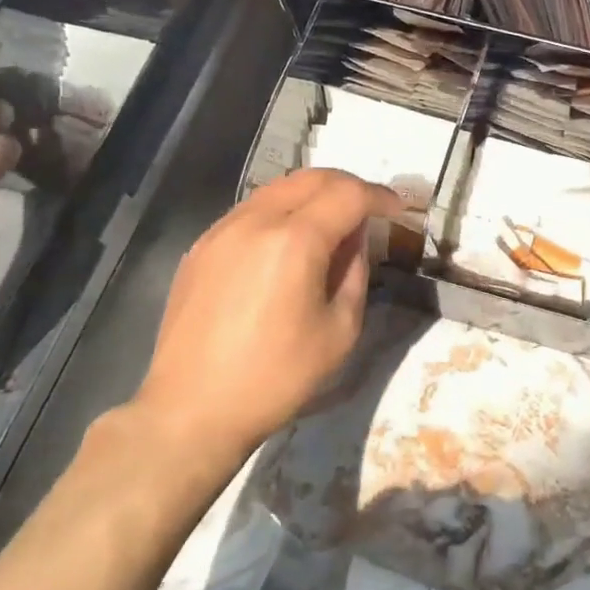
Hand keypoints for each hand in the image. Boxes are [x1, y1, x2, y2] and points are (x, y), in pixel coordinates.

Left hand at [128, 169, 403, 469]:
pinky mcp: (201, 247)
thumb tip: (355, 237)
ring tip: (332, 223)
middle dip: (348, 185)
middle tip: (370, 208)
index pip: (347, 194)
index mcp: (294, 241)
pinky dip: (281, 212)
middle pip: (311, 178)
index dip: (379, 196)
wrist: (191, 411)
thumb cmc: (276, 377)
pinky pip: (251, 211)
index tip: (398, 208)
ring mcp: (221, 231)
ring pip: (278, 189)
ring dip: (313, 195)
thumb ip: (354, 271)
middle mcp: (255, 221)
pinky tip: (289, 243)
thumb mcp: (340, 329)